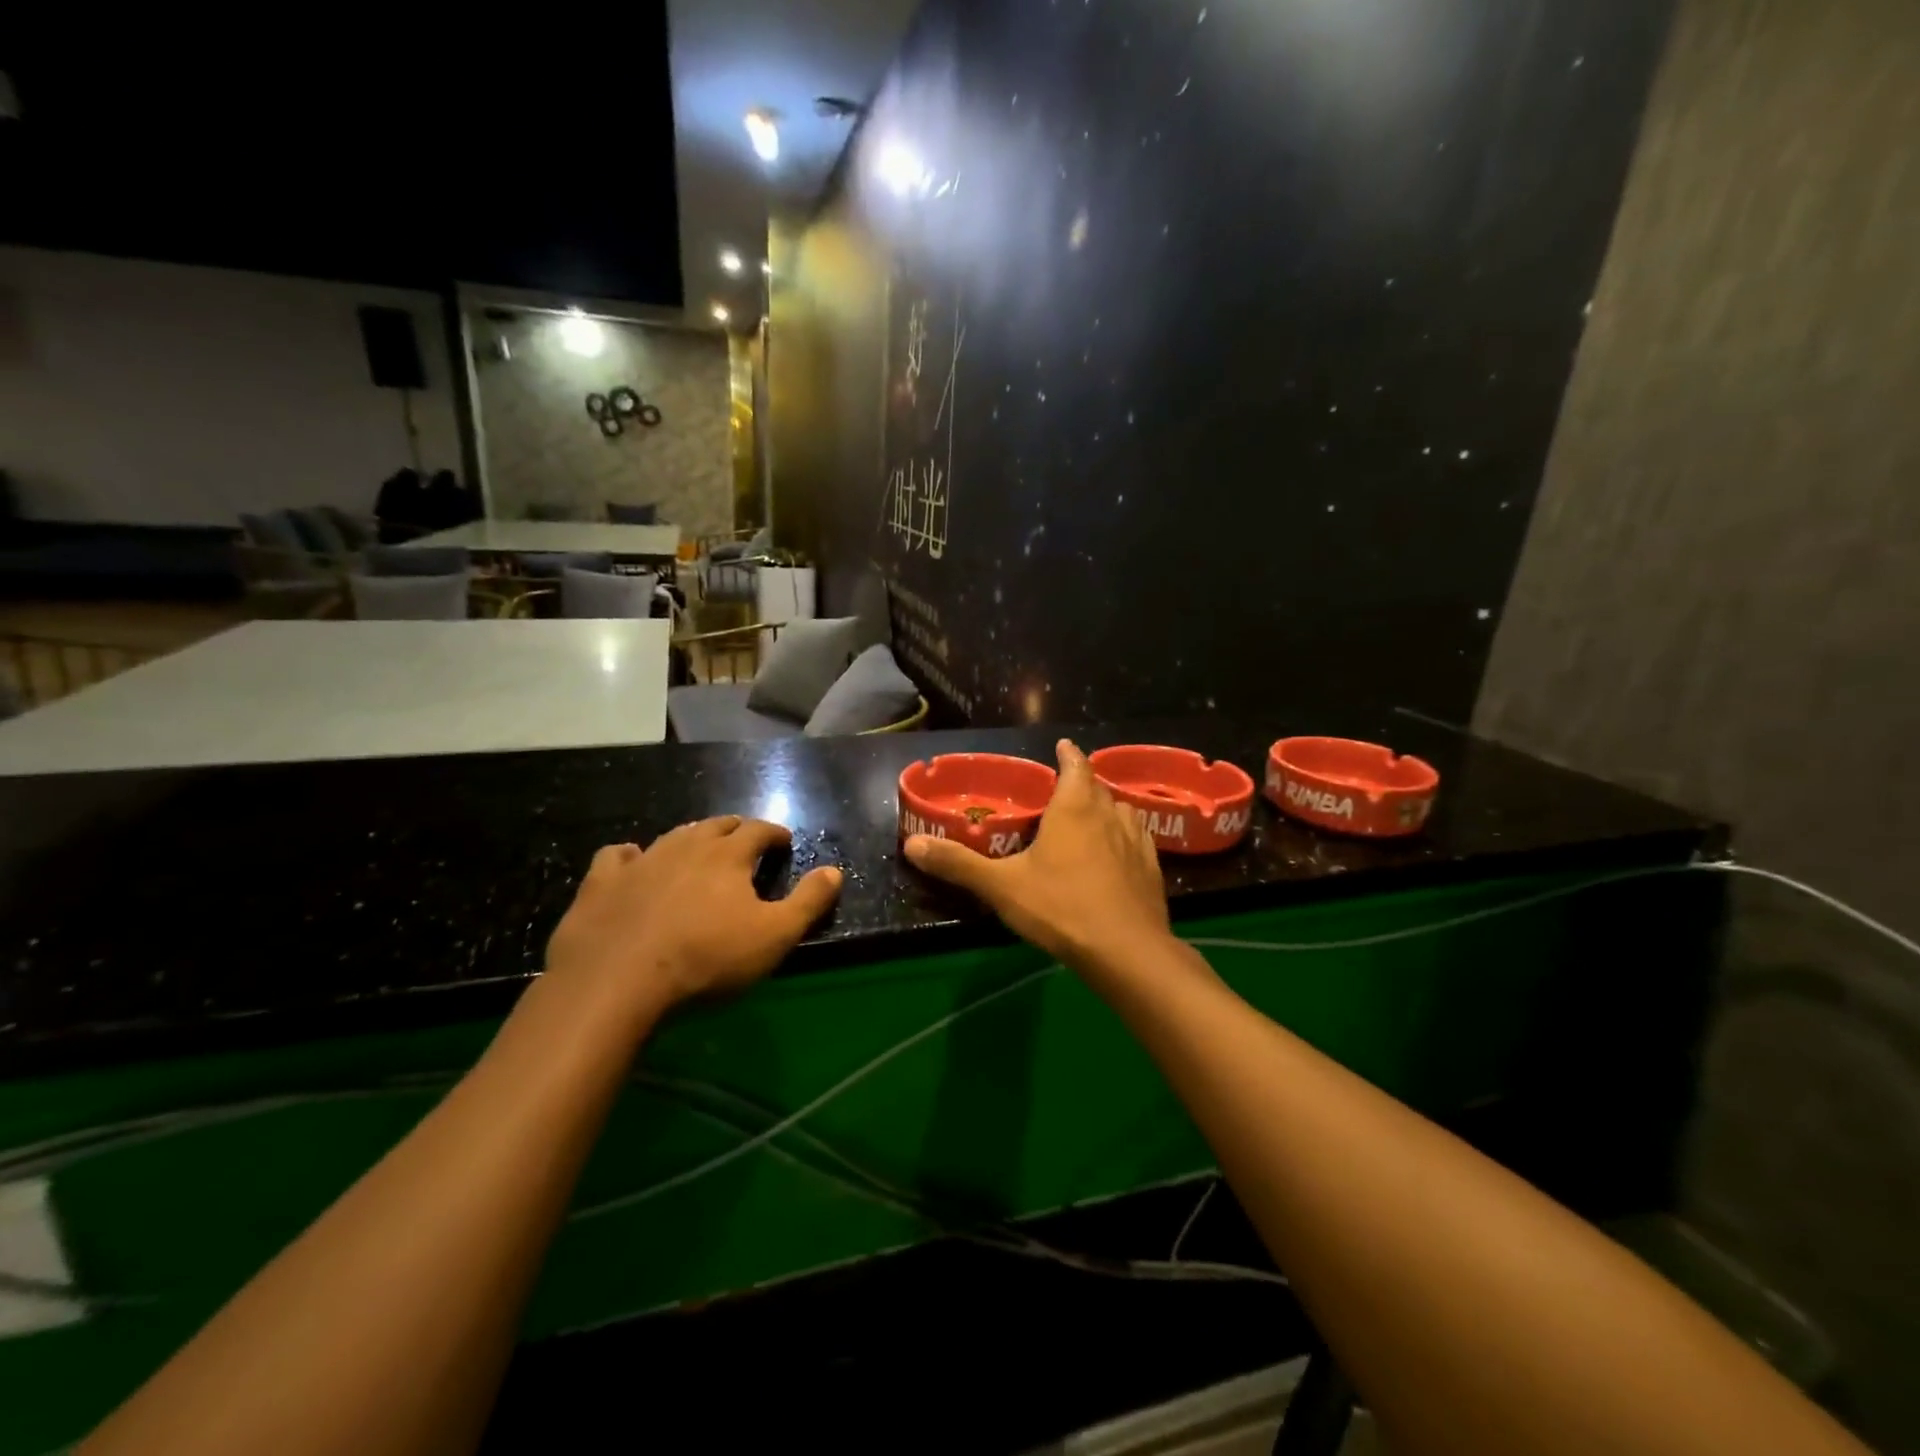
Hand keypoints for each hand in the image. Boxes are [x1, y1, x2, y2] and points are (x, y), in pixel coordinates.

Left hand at [544, 817, 841, 1025]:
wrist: (617, 981)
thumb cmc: (707, 958)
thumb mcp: (774, 936)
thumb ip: (808, 902)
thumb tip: (834, 871)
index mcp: (729, 855)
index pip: (759, 830)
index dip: (774, 833)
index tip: (783, 841)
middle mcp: (687, 846)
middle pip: (717, 826)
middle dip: (736, 830)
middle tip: (745, 842)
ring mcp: (641, 861)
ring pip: (673, 836)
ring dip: (692, 838)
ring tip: (699, 850)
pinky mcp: (602, 882)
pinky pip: (618, 856)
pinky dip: (631, 856)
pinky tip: (634, 864)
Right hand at [904, 739, 1171, 968]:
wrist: (1126, 951)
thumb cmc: (1061, 907)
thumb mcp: (1001, 887)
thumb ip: (958, 864)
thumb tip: (912, 844)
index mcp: (1075, 808)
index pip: (1075, 765)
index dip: (1068, 754)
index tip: (1062, 745)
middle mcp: (1109, 815)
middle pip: (1097, 787)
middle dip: (1082, 783)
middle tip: (1063, 790)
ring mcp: (1136, 842)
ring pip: (1122, 811)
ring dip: (1106, 808)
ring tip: (1091, 818)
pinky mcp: (1152, 869)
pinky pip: (1138, 840)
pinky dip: (1125, 838)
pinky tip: (1117, 855)